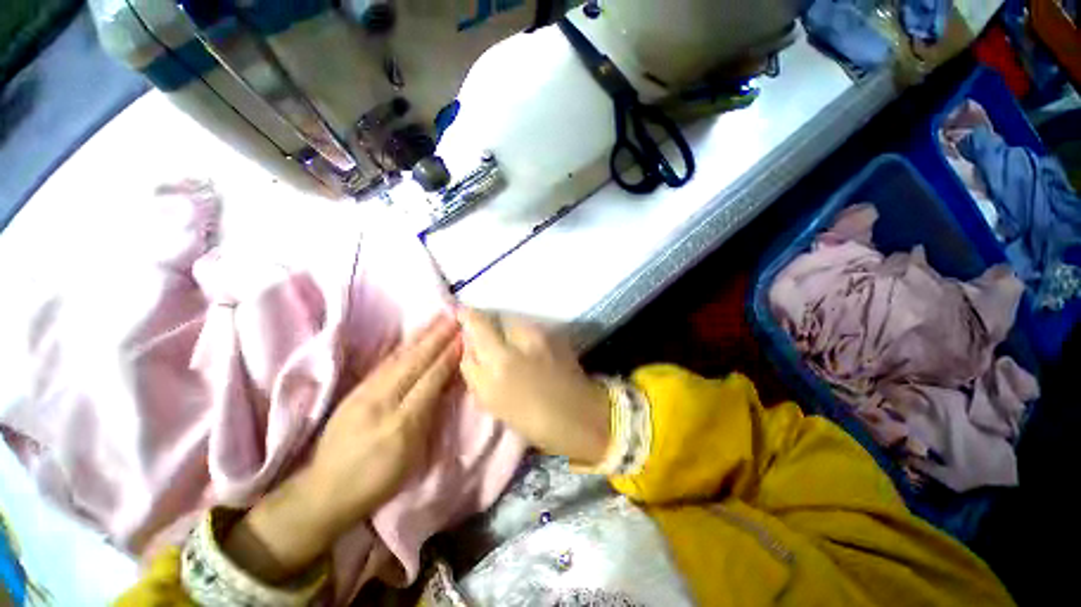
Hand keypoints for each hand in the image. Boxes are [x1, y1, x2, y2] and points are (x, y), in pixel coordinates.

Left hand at [225, 315, 461, 582]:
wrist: (325, 491)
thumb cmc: (378, 480)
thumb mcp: (412, 456)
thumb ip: (430, 416)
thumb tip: (446, 384)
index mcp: (401, 422)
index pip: (431, 379)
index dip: (449, 356)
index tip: (464, 336)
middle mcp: (381, 401)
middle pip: (414, 362)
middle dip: (437, 337)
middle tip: (454, 316)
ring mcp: (364, 393)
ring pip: (398, 357)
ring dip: (421, 335)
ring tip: (438, 318)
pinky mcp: (354, 391)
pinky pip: (384, 363)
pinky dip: (403, 346)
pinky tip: (413, 336)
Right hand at [458, 308, 609, 465]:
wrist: (581, 415)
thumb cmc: (534, 419)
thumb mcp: (493, 402)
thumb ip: (474, 370)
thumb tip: (469, 347)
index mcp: (501, 361)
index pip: (478, 323)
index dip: (467, 316)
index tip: (460, 315)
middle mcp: (520, 339)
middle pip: (495, 316)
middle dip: (486, 323)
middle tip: (483, 336)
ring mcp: (541, 333)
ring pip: (513, 320)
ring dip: (504, 328)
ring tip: (505, 344)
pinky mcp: (556, 333)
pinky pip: (528, 326)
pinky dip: (520, 332)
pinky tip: (524, 347)